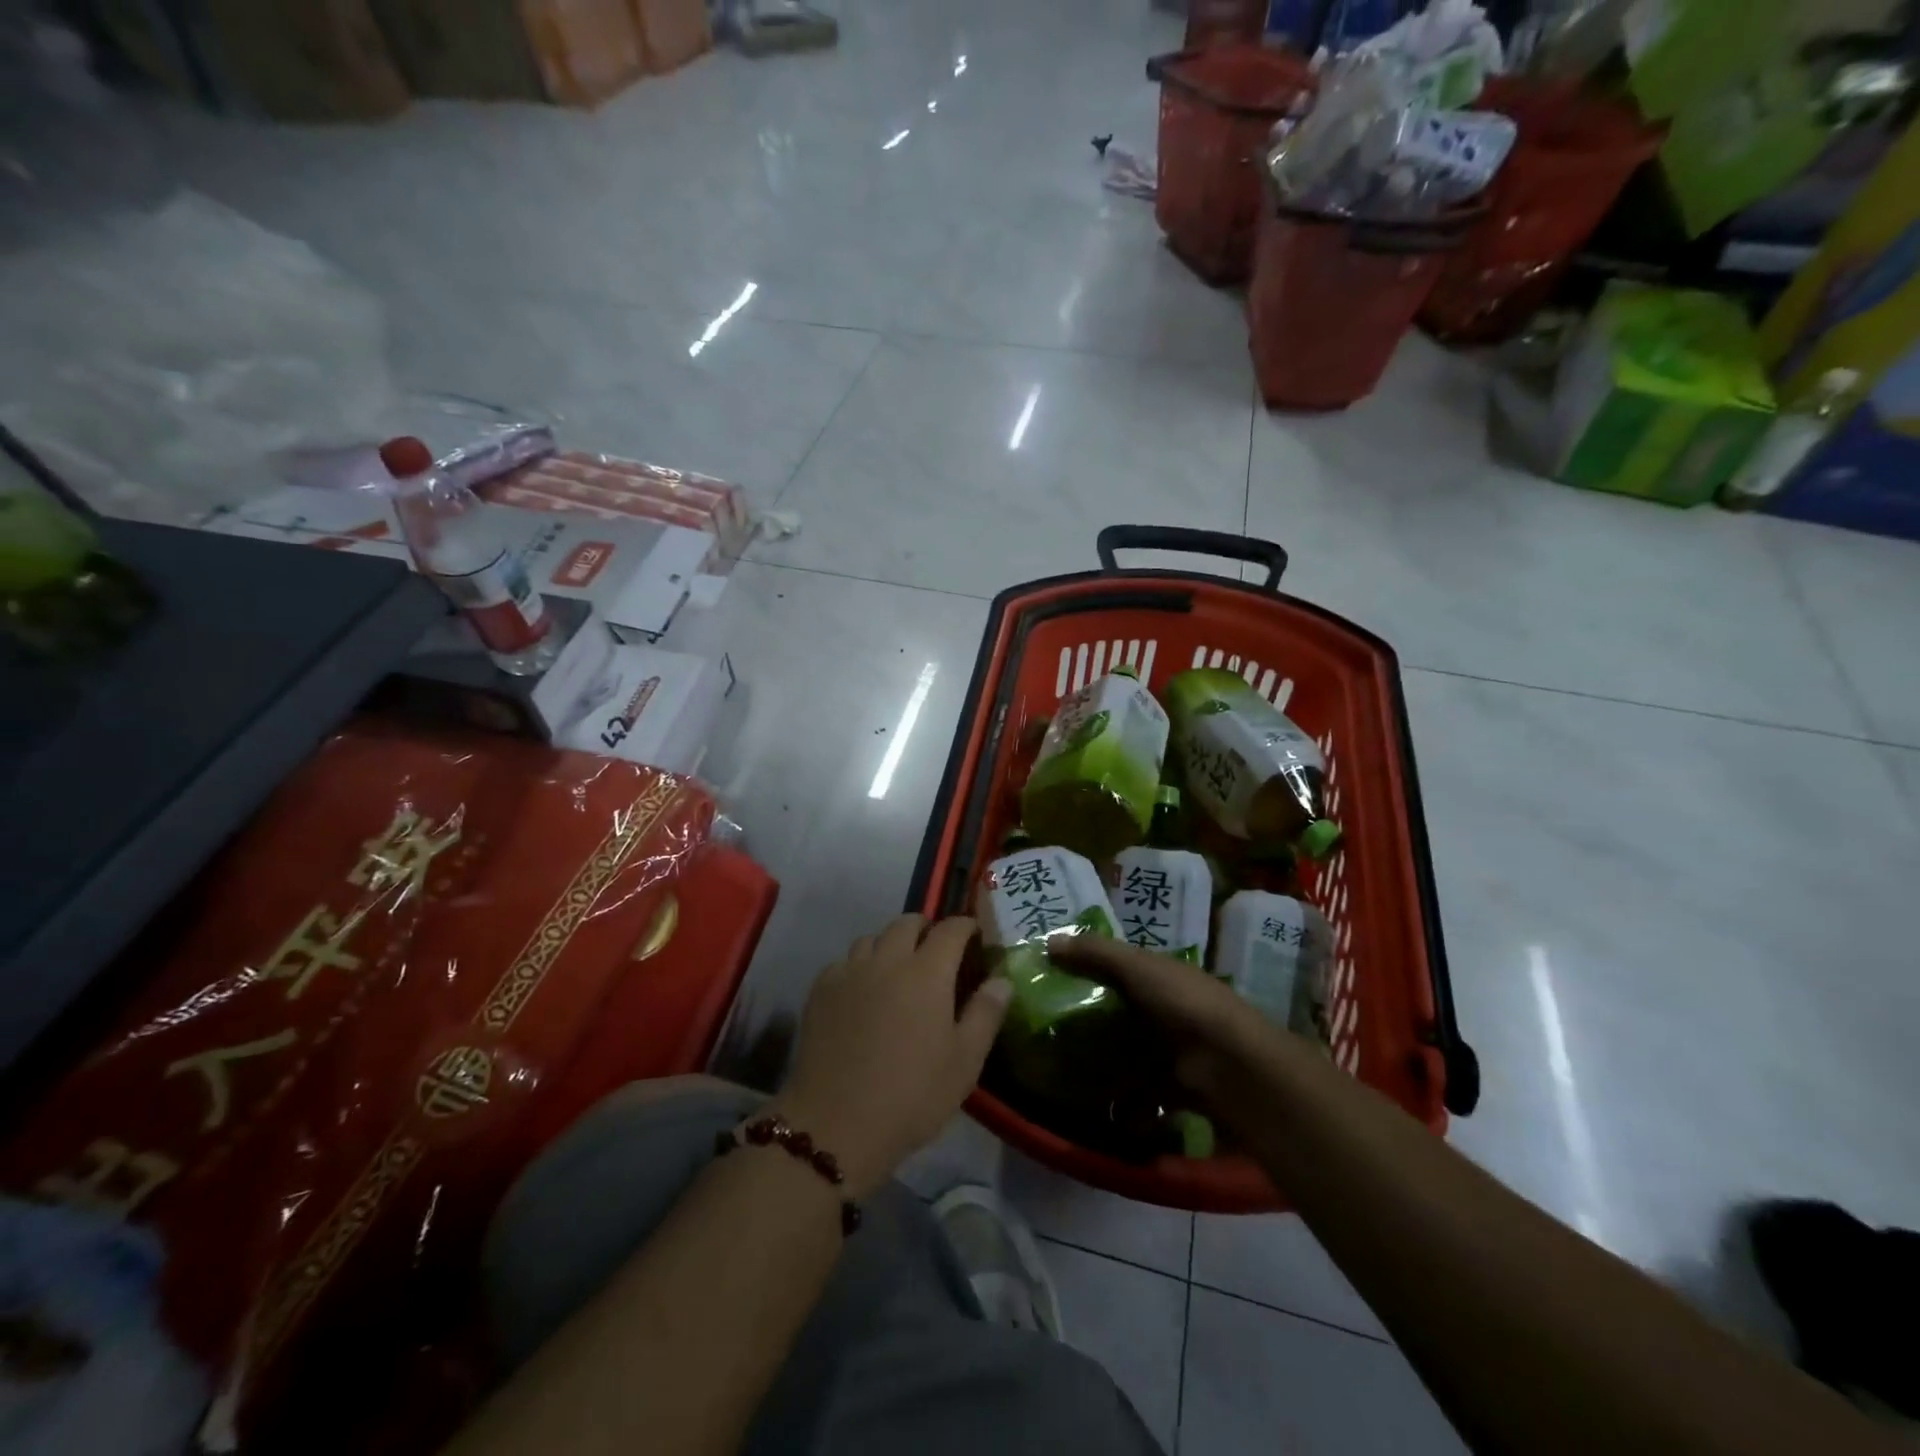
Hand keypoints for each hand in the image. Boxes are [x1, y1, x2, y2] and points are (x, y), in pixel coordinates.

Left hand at [772, 915, 1009, 1197]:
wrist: (836, 1124)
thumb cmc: (911, 1095)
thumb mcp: (964, 1062)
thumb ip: (985, 1013)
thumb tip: (1001, 979)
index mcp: (927, 972)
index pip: (950, 929)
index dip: (965, 926)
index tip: (974, 936)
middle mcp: (887, 960)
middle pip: (907, 923)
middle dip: (926, 929)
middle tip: (936, 953)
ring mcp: (849, 972)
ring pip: (872, 938)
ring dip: (890, 945)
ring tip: (897, 971)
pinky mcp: (820, 990)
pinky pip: (844, 962)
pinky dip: (859, 966)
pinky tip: (862, 993)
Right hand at [1049, 935, 1289, 1104]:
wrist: (1234, 1068)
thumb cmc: (1184, 1005)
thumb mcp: (1138, 967)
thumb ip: (1096, 953)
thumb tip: (1049, 941)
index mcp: (1163, 976)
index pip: (1120, 969)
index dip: (1090, 971)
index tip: (1052, 981)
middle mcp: (1170, 1011)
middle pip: (1122, 1014)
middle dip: (1091, 1024)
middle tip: (1048, 1033)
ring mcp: (1175, 1053)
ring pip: (1130, 1057)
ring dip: (1104, 1067)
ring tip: (1064, 1075)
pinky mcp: (1177, 1092)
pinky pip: (1142, 1097)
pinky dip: (1124, 1105)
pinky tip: (1097, 1108)